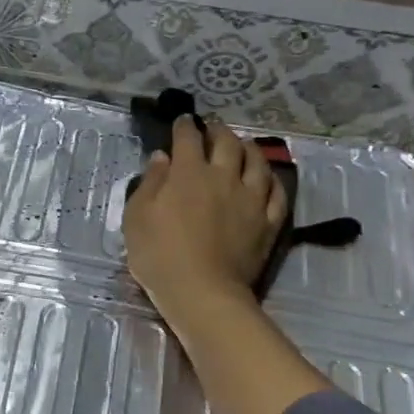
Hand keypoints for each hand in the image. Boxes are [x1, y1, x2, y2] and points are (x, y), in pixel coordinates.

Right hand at [124, 116, 286, 323]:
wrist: (202, 293)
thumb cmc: (159, 255)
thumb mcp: (137, 217)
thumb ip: (150, 183)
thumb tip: (162, 157)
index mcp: (188, 173)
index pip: (188, 138)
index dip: (184, 126)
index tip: (183, 121)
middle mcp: (223, 177)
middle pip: (227, 142)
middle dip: (218, 130)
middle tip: (212, 129)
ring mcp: (251, 199)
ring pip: (257, 162)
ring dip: (248, 148)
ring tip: (243, 145)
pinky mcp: (268, 222)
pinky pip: (277, 193)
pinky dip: (271, 180)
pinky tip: (266, 179)